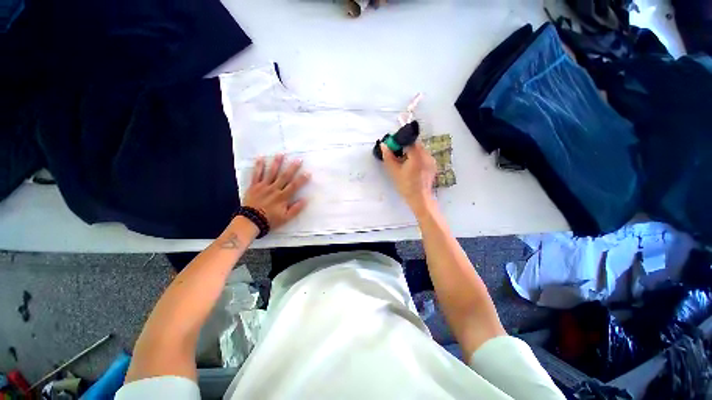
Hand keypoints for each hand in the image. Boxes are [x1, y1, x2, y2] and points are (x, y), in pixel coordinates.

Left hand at [241, 154, 309, 230]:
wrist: (251, 221)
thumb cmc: (270, 220)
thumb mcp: (286, 218)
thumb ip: (296, 209)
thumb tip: (305, 199)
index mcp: (283, 197)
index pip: (294, 186)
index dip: (302, 179)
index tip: (308, 172)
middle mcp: (274, 189)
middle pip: (285, 176)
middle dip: (292, 167)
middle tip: (298, 159)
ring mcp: (263, 186)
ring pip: (271, 172)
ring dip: (277, 163)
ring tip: (281, 153)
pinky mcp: (254, 186)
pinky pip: (256, 174)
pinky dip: (258, 166)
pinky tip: (261, 158)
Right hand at [380, 142, 436, 214]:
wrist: (420, 199)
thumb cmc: (406, 186)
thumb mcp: (394, 172)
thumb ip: (388, 157)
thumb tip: (383, 145)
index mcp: (417, 155)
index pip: (408, 141)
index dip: (400, 143)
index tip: (393, 149)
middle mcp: (427, 155)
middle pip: (415, 145)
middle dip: (405, 148)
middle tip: (397, 156)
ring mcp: (431, 160)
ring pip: (420, 150)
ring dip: (411, 153)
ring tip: (404, 163)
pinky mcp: (432, 166)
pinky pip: (424, 156)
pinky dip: (417, 158)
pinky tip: (412, 168)